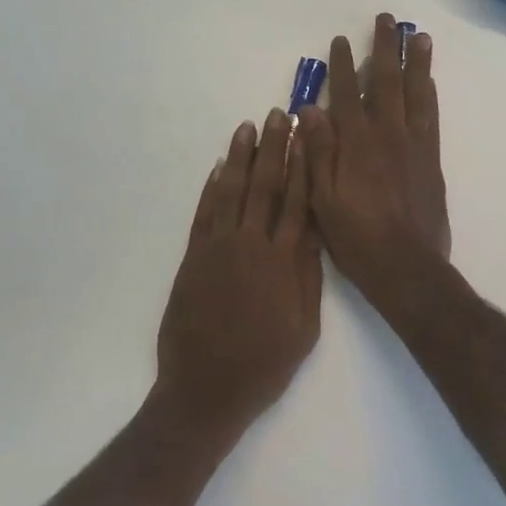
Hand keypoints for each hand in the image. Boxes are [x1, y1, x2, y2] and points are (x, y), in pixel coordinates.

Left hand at [155, 111, 322, 440]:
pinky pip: (204, 213)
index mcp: (283, 262)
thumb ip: (308, 277)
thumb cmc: (263, 365)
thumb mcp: (304, 329)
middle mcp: (251, 244)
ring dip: (241, 157)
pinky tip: (220, 167)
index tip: (306, 135)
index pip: (297, 201)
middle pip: (265, 186)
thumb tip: (312, 233)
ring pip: (232, 191)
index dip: (302, 165)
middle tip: (278, 115)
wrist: (205, 390)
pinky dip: (211, 188)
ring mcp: (218, 248)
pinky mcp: (193, 257)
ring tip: (248, 127)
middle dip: (274, 148)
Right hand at [300, 14, 452, 316]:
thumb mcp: (322, 199)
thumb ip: (317, 152)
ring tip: (417, 35)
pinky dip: (429, 92)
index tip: (339, 40)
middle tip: (385, 20)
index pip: (345, 94)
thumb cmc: (357, 237)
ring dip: (415, 61)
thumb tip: (309, 109)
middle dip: (383, 48)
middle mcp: (386, 135)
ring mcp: (413, 145)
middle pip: (385, 82)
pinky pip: (431, 115)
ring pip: (415, 92)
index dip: (341, 66)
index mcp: (355, 144)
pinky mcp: (431, 159)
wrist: (407, 267)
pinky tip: (429, 79)